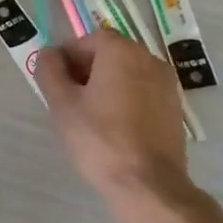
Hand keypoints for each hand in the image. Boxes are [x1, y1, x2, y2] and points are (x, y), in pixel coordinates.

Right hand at [34, 28, 195, 207]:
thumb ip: (50, 71)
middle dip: (86, 69)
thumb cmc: (99, 138)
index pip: (88, 39)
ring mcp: (167, 83)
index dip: (68, 56)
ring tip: (89, 114)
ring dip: (106, 84)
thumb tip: (49, 54)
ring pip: (127, 73)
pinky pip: (142, 91)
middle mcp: (149, 59)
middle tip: (68, 98)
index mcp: (121, 52)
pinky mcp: (174, 107)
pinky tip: (113, 126)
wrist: (147, 183)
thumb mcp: (62, 104)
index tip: (55, 81)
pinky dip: (125, 98)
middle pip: (110, 53)